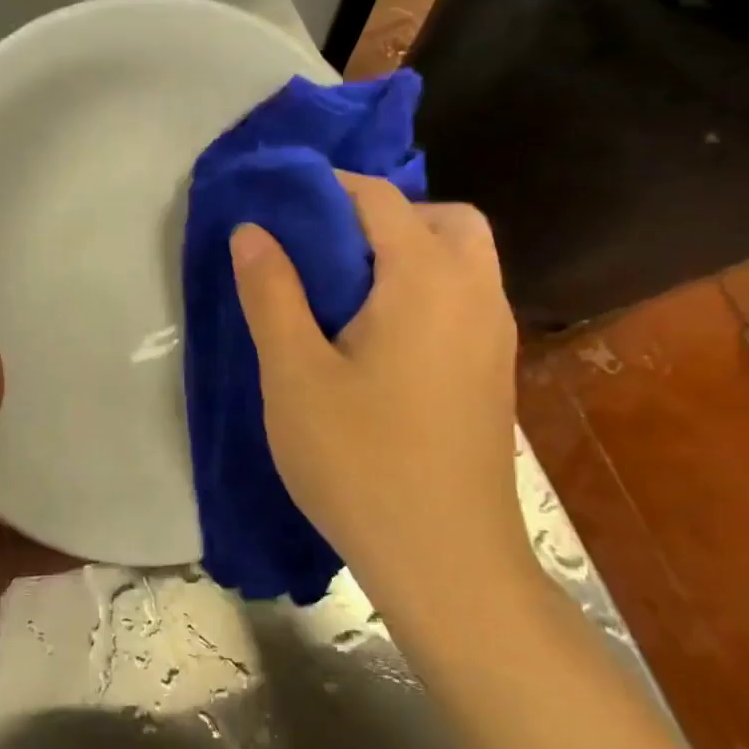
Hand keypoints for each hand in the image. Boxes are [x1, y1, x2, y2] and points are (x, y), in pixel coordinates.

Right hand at [229, 173, 533, 617]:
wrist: (446, 560)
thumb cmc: (360, 461)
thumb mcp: (294, 374)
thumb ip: (272, 292)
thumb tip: (253, 230)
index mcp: (426, 279)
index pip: (379, 198)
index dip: (328, 188)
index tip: (281, 202)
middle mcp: (475, 292)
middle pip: (442, 217)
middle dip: (384, 215)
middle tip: (328, 251)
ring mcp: (495, 334)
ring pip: (463, 258)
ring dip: (410, 251)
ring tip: (348, 293)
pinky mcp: (495, 371)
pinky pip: (466, 298)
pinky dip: (428, 288)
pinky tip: (382, 339)